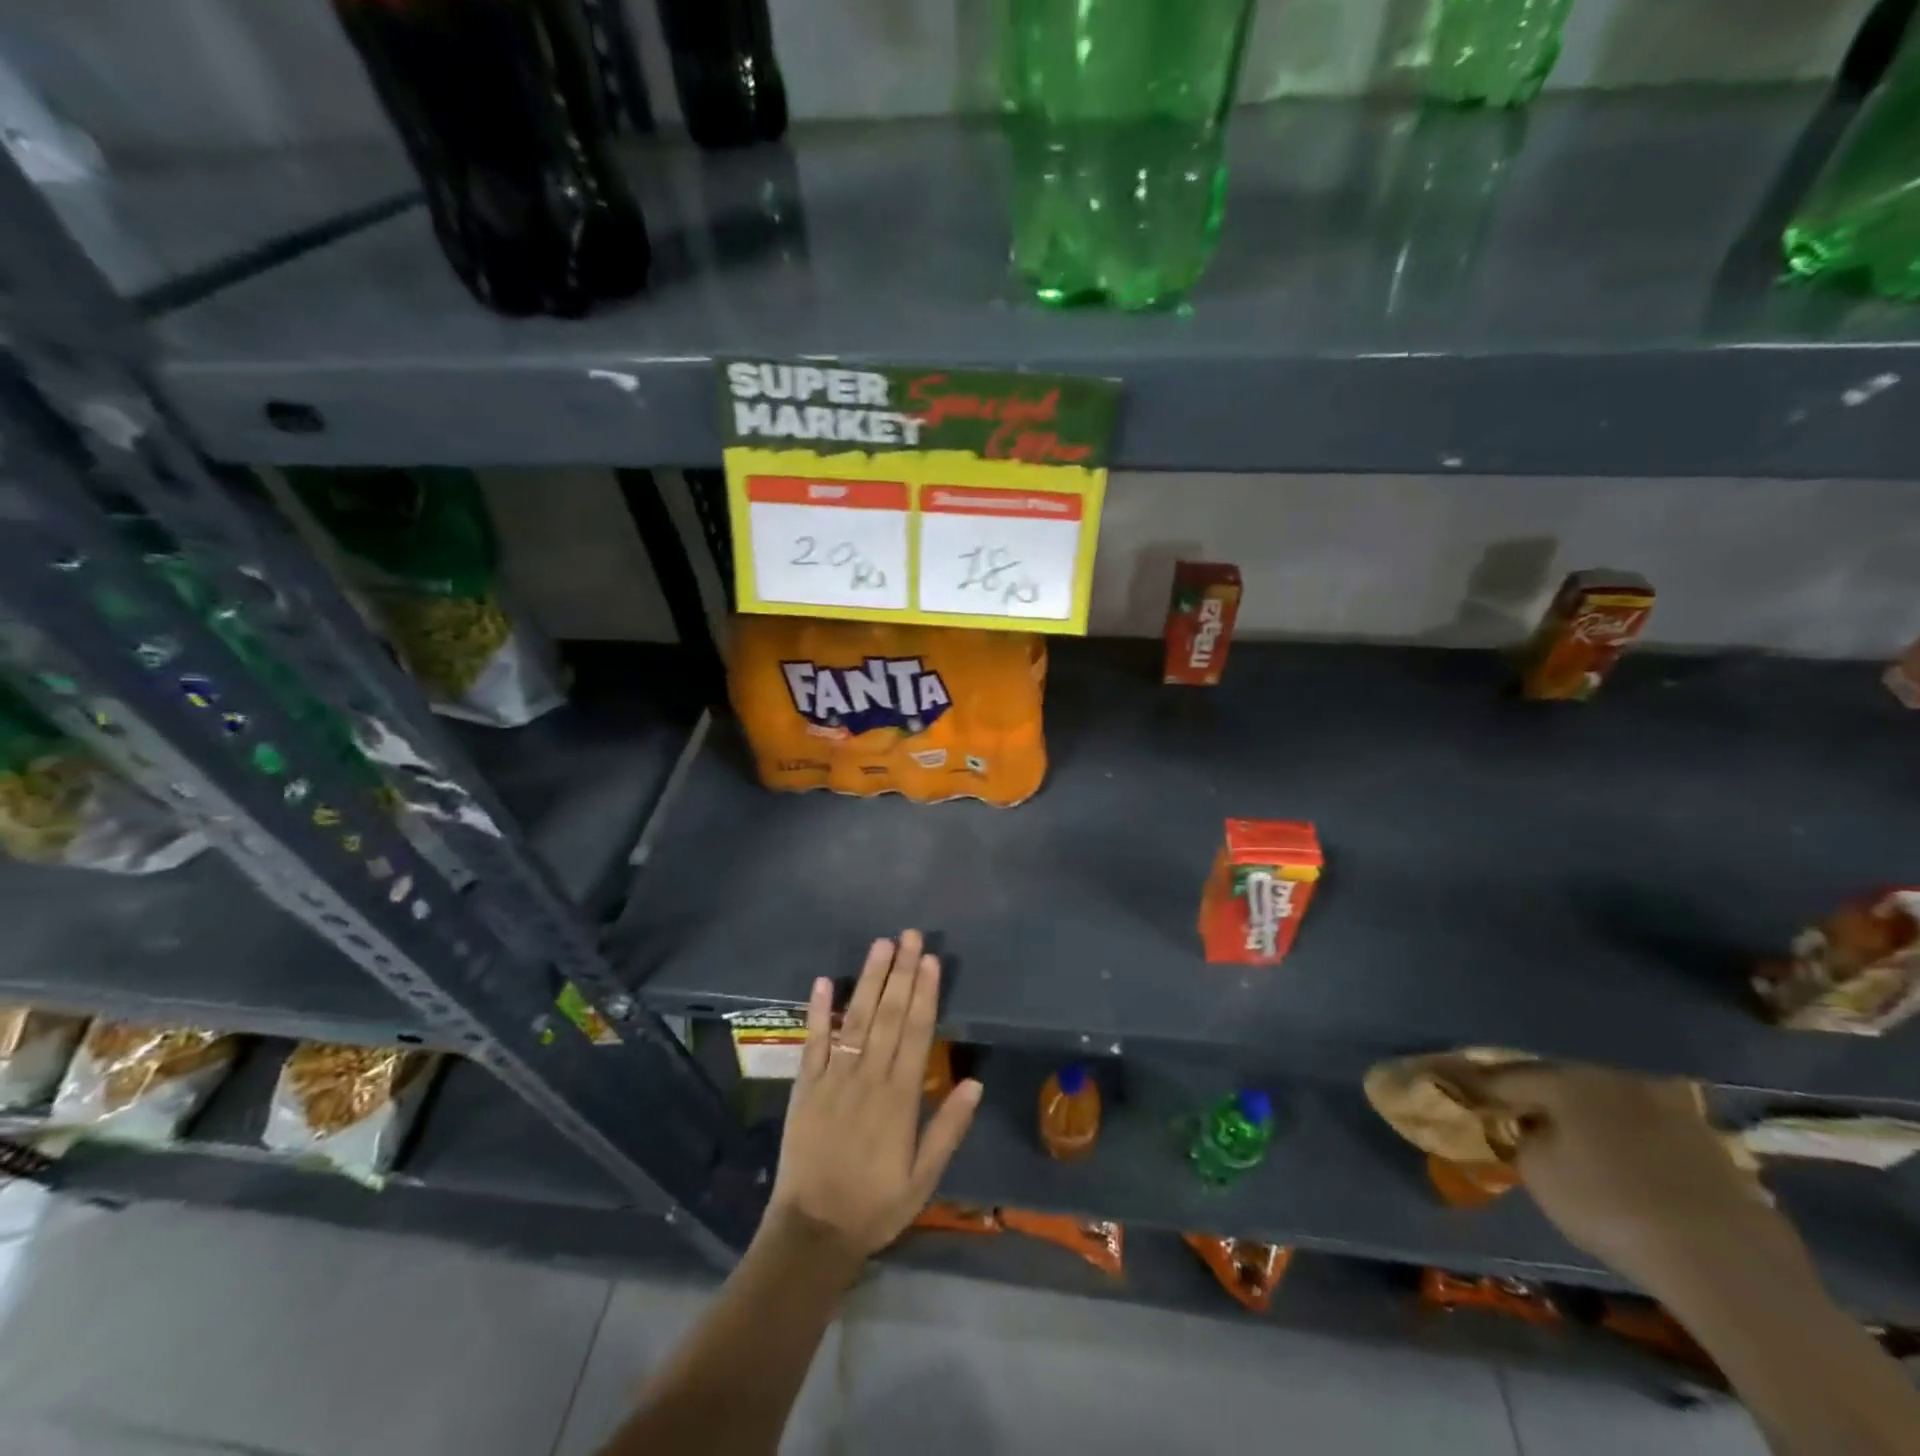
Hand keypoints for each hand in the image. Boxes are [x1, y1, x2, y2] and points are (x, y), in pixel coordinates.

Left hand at [764, 931, 981, 1265]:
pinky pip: (813, 1043)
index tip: (932, 961)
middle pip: (889, 1016)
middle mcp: (869, 1078)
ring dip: (870, 980)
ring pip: (856, 1020)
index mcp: (900, 1098)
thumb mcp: (925, 1178)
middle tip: (910, 936)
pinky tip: (825, 981)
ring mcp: (834, 1079)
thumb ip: (948, 1128)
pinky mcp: (806, 1086)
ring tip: (881, 946)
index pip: (917, 1033)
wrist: (813, 1232)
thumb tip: (974, 1081)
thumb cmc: (875, 1205)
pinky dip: (819, 1011)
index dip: (926, 994)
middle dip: (902, 973)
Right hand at [1463, 1063, 1784, 1288]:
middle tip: (1523, 1116)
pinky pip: (1652, 1134)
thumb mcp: (1538, 1174)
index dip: (1483, 1088)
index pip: (1509, 1076)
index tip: (1465, 1093)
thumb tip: (1533, 1130)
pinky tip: (1630, 1167)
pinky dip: (1634, 1143)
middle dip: (1544, 1098)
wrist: (1728, 1264)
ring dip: (1593, 1119)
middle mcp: (1618, 1080)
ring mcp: (1673, 1110)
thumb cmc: (1610, 1207)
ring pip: (1613, 1106)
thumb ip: (1524, 1140)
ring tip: (1579, 1142)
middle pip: (1565, 1084)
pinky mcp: (1713, 1146)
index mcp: (1569, 1080)